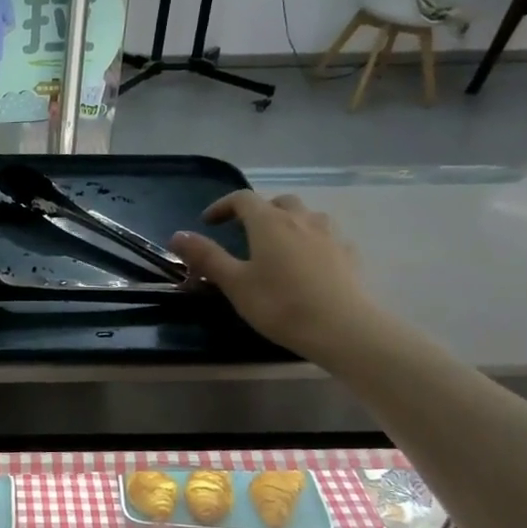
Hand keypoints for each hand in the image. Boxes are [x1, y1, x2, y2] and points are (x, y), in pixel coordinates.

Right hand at [168, 192, 379, 357]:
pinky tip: (309, 262)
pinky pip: (327, 237)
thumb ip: (206, 256)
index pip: (242, 199)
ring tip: (279, 244)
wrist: (342, 328)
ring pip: (307, 215)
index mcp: (269, 222)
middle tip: (245, 233)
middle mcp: (301, 219)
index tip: (208, 222)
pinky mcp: (349, 254)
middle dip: (259, 211)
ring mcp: (330, 235)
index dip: (222, 206)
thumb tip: (177, 235)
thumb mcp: (234, 283)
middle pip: (278, 202)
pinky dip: (313, 241)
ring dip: (289, 222)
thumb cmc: (280, 304)